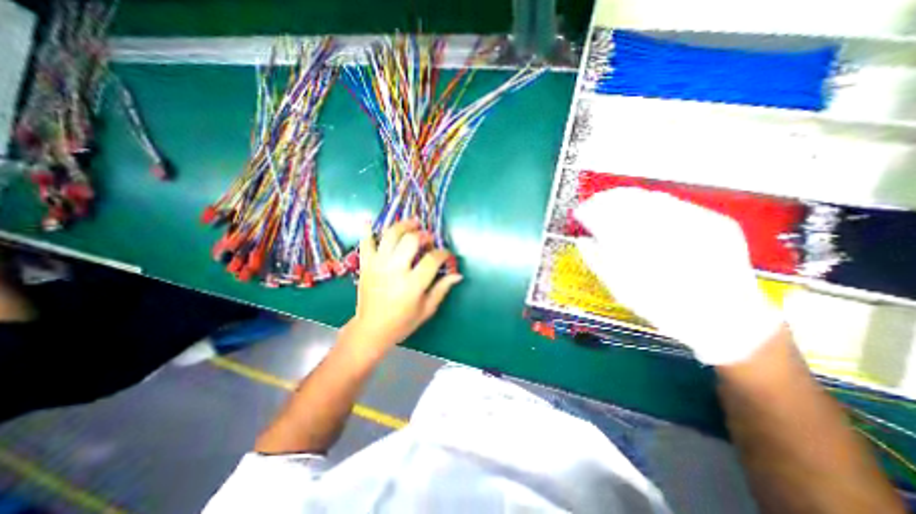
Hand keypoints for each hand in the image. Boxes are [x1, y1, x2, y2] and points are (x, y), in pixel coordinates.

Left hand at [352, 219, 465, 351]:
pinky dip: (367, 230)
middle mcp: (394, 270)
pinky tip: (368, 219)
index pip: (432, 259)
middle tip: (428, 238)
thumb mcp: (427, 309)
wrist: (371, 329)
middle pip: (410, 240)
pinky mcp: (365, 265)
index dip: (443, 253)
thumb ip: (442, 289)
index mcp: (412, 284)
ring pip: (390, 236)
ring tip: (412, 223)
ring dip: (403, 225)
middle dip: (423, 235)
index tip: (446, 254)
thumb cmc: (403, 322)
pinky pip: (365, 243)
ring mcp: (378, 265)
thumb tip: (458, 274)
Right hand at [570, 189, 778, 365]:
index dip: (588, 211)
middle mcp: (663, 232)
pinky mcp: (715, 222)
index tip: (580, 212)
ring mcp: (694, 223)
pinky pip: (675, 203)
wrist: (722, 319)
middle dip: (605, 199)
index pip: (604, 217)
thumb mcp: (620, 289)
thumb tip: (583, 241)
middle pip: (626, 201)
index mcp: (636, 250)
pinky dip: (654, 202)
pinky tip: (645, 207)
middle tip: (594, 203)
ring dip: (628, 197)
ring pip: (651, 198)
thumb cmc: (662, 307)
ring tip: (615, 201)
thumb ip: (597, 261)